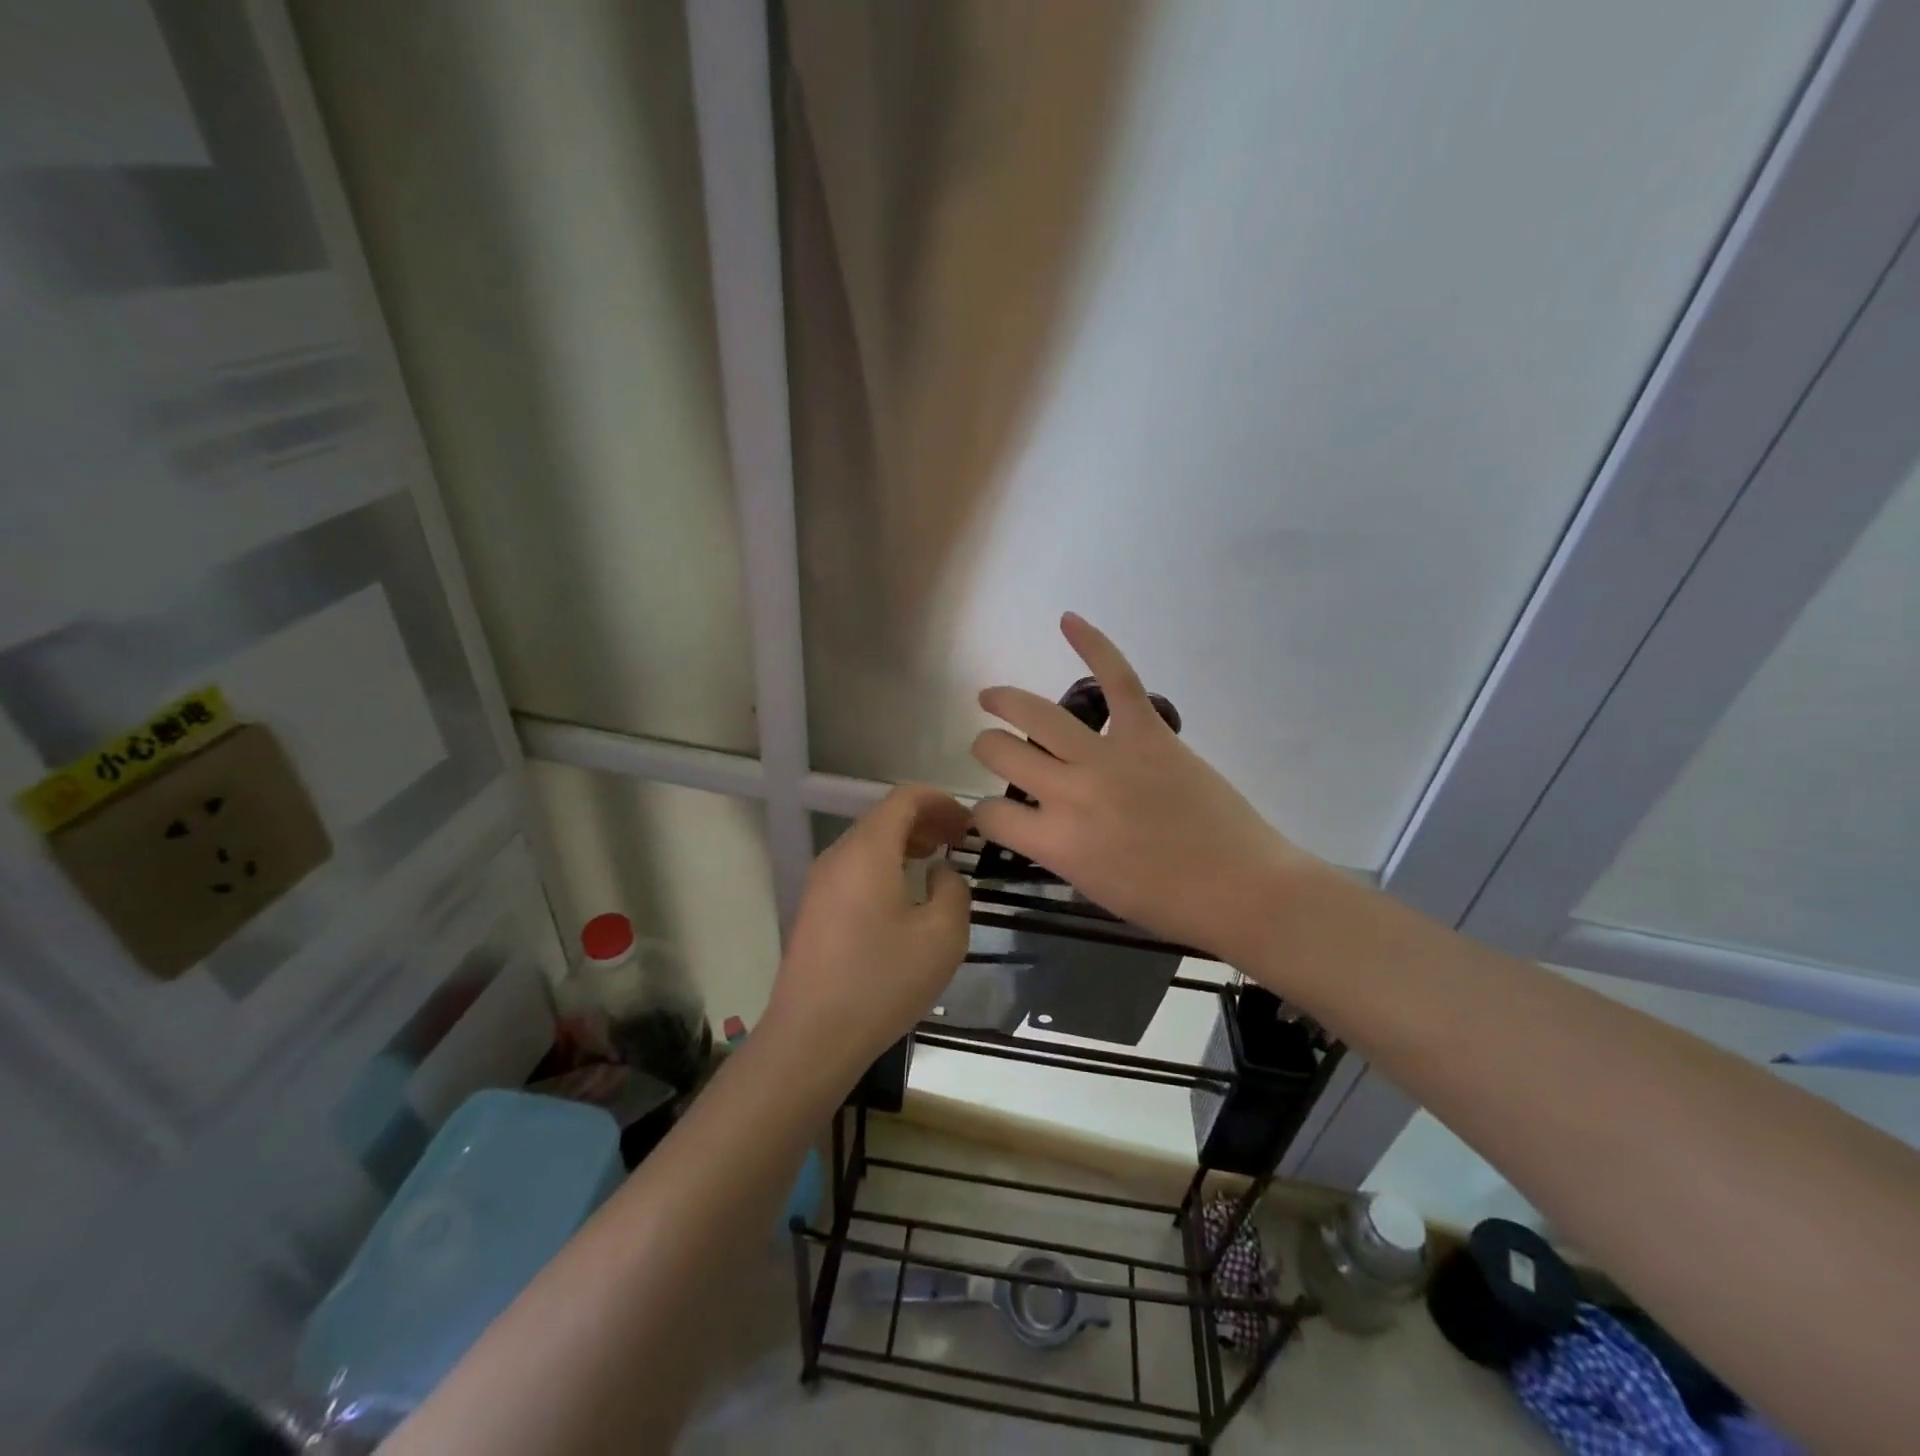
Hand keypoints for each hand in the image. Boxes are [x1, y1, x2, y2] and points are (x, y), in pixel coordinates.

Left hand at [761, 785, 971, 1083]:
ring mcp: (821, 883)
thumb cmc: (882, 981)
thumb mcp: (942, 936)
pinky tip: (906, 894)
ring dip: (905, 843)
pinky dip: (885, 864)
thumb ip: (953, 890)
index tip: (970, 823)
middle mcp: (838, 856)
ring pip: (868, 843)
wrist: (812, 1037)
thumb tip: (940, 873)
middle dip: (926, 820)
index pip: (904, 799)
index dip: (941, 801)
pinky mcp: (815, 909)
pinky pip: (855, 868)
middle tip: (960, 840)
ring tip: (938, 859)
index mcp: (867, 851)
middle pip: (884, 817)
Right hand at [972, 614, 1315, 963]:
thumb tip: (1041, 819)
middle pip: (1001, 753)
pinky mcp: (1147, 733)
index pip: (990, 813)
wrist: (1241, 888)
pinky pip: (1117, 679)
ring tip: (991, 698)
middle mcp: (1068, 792)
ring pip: (1037, 714)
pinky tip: (1068, 620)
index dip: (985, 812)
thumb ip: (1056, 848)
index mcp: (1054, 842)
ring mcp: (1107, 757)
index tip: (997, 812)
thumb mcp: (1090, 887)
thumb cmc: (1167, 903)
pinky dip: (1093, 644)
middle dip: (987, 748)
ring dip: (1004, 701)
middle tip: (992, 748)